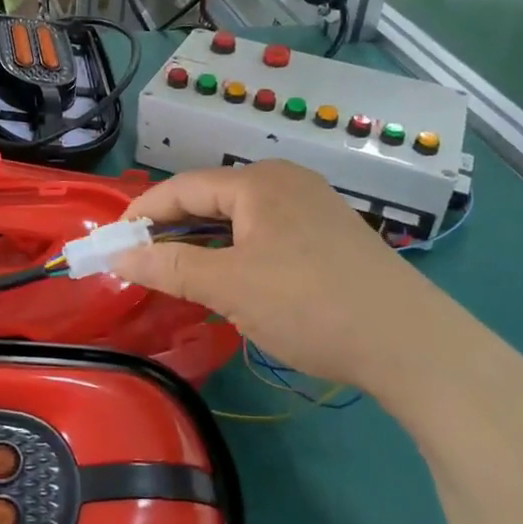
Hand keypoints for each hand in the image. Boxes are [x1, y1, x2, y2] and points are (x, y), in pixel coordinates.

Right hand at [109, 161, 454, 397]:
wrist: (410, 343)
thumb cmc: (309, 304)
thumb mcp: (229, 287)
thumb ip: (169, 266)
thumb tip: (119, 256)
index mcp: (258, 181)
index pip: (182, 188)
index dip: (143, 214)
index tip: (112, 242)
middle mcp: (286, 181)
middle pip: (212, 197)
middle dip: (173, 226)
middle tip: (140, 258)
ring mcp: (314, 205)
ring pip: (241, 216)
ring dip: (205, 240)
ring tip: (178, 269)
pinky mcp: (331, 234)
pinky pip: (267, 231)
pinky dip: (238, 249)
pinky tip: (233, 276)